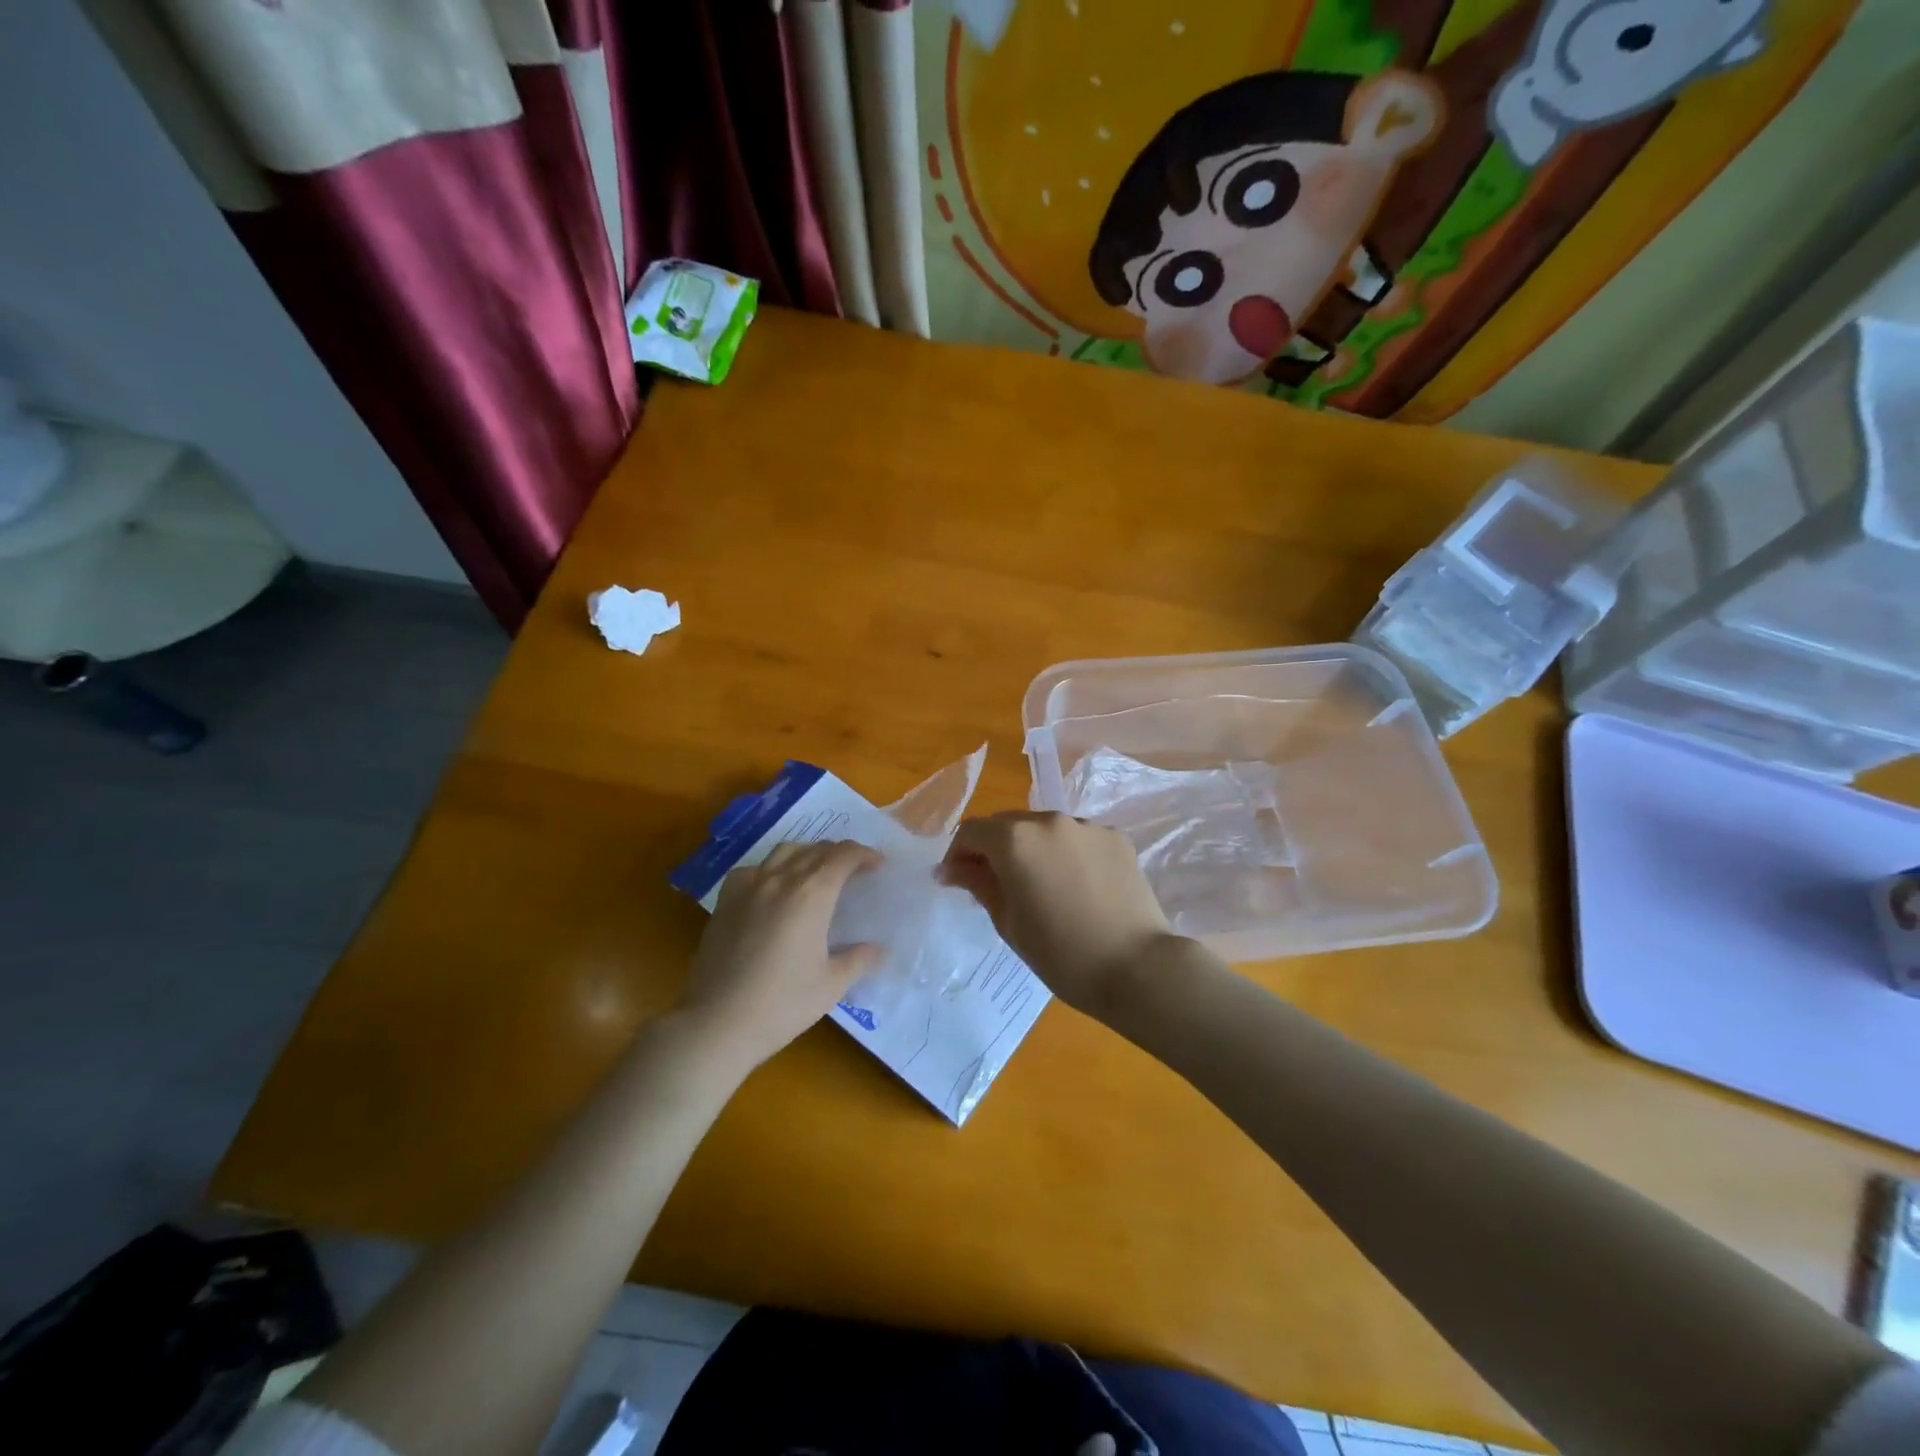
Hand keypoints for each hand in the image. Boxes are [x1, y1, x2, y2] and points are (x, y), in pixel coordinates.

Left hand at [678, 841, 880, 1070]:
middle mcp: (781, 879)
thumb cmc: (782, 1004)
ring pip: (784, 851)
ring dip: (807, 854)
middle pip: (815, 849)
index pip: (843, 856)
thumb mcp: (831, 985)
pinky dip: (771, 869)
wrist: (717, 1022)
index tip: (876, 865)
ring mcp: (748, 887)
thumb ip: (858, 960)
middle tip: (853, 871)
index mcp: (812, 894)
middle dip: (839, 854)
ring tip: (816, 872)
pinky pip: (753, 869)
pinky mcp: (725, 902)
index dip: (863, 854)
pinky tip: (772, 889)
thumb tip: (879, 950)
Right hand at [939, 812, 1176, 1019]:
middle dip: (993, 848)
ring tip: (1038, 884)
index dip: (957, 854)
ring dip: (1031, 848)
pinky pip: (1076, 838)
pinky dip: (1064, 853)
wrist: (1136, 967)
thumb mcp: (1008, 922)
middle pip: (1008, 824)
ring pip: (1044, 828)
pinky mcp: (1114, 837)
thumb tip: (952, 868)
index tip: (954, 880)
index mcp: (1015, 839)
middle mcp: (1049, 820)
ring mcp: (1086, 826)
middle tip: (992, 883)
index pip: (972, 831)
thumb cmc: (1060, 953)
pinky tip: (1074, 885)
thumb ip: (978, 884)